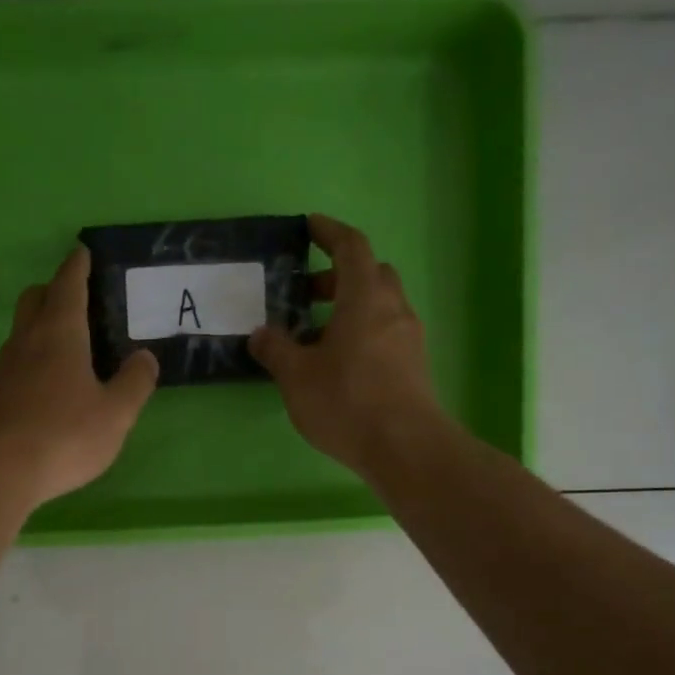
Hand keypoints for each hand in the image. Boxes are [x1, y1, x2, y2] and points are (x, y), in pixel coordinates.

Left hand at [0, 244, 158, 508]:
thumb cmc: (63, 436)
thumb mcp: (115, 414)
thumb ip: (134, 383)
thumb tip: (145, 357)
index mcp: (59, 334)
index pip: (68, 285)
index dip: (77, 266)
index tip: (82, 251)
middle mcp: (26, 342)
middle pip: (35, 299)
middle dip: (54, 290)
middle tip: (77, 298)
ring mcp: (4, 370)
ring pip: (22, 331)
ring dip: (42, 325)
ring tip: (69, 343)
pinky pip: (16, 362)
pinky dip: (34, 358)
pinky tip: (49, 384)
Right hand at [248, 214, 442, 476]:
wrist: (404, 447)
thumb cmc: (346, 402)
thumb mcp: (297, 377)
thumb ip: (277, 350)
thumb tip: (261, 333)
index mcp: (364, 298)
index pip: (351, 247)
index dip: (329, 232)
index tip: (309, 227)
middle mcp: (392, 309)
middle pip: (370, 274)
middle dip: (337, 276)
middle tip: (306, 294)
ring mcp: (408, 337)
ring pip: (380, 305)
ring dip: (350, 308)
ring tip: (316, 335)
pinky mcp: (414, 365)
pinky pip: (386, 332)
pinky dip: (362, 332)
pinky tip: (340, 363)